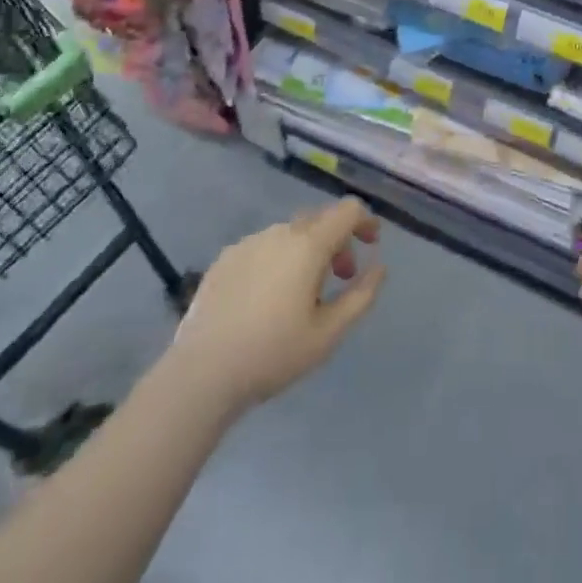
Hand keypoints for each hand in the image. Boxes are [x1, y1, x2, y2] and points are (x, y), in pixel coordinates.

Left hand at [166, 199, 385, 411]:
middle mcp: (280, 232)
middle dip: (338, 240)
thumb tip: (379, 267)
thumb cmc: (273, 353)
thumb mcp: (330, 333)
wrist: (202, 373)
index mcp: (308, 245)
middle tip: (341, 277)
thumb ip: (362, 295)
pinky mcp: (225, 258)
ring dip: (307, 251)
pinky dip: (278, 259)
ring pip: (290, 233)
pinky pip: (263, 247)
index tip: (371, 245)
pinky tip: (267, 298)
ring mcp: (249, 242)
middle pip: (319, 219)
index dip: (365, 221)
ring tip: (303, 293)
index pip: (347, 210)